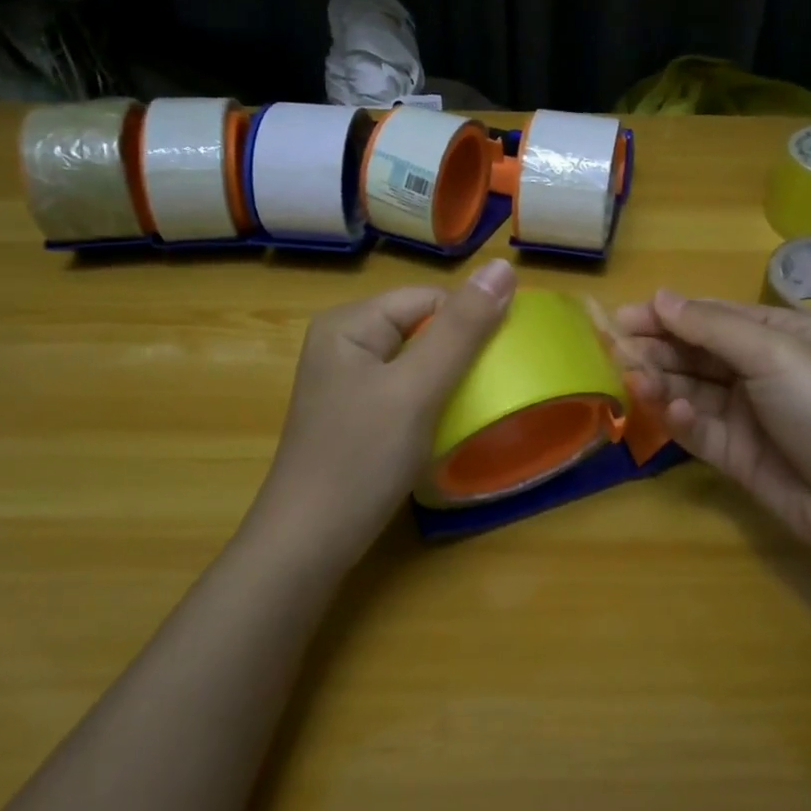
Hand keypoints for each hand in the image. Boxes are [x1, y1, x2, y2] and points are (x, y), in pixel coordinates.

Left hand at [251, 259, 516, 557]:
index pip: (428, 298)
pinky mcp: (354, 413)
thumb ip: (461, 329)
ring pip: (417, 361)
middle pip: (422, 326)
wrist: (308, 545)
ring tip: (475, 407)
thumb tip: (503, 266)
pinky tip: (445, 426)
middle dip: (460, 352)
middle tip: (490, 388)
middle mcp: (343, 342)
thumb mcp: (416, 389)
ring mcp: (346, 381)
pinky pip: (405, 389)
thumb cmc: (361, 459)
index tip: (501, 361)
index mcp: (349, 323)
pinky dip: (432, 401)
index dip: (469, 323)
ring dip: (450, 378)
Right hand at [611, 289, 810, 561]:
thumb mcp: (776, 353)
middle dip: (657, 349)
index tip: (622, 318)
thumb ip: (712, 328)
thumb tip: (660, 296)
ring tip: (634, 380)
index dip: (667, 315)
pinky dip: (683, 421)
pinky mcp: (738, 456)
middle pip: (696, 353)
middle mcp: (762, 370)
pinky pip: (699, 431)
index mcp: (780, 334)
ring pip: (691, 391)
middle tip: (615, 351)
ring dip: (662, 383)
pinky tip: (674, 413)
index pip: (712, 317)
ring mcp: (749, 415)